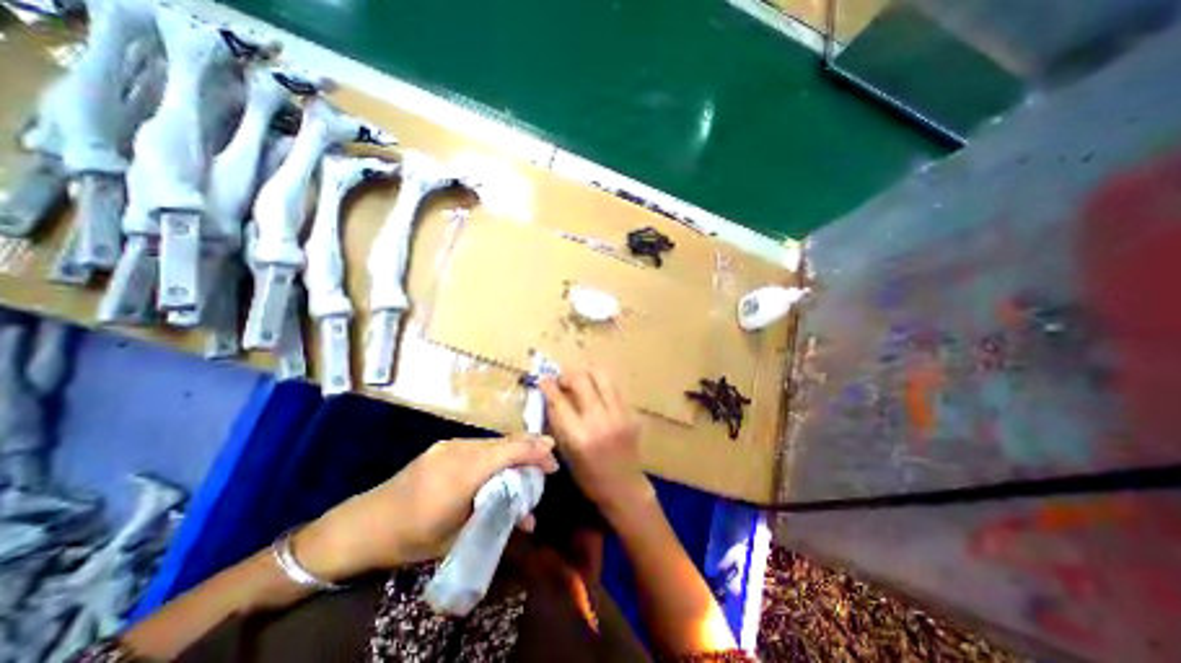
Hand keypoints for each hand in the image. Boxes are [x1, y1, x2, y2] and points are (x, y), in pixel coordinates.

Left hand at [292, 437, 556, 581]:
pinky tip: (502, 460)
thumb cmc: (410, 536)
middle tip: (549, 457)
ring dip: (514, 448)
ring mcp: (450, 445)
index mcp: (465, 470)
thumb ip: (497, 522)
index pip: (511, 451)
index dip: (536, 452)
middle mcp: (460, 449)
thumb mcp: (457, 537)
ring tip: (531, 458)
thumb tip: (531, 520)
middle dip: (531, 446)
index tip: (554, 462)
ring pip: (493, 441)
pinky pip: (479, 444)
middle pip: (505, 441)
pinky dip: (497, 450)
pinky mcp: (443, 447)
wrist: (362, 524)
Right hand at [539, 368, 648, 516]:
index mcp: (580, 436)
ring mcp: (619, 414)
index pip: (560, 401)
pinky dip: (602, 383)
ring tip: (579, 377)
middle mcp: (600, 420)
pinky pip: (614, 388)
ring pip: (602, 376)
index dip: (549, 385)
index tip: (542, 378)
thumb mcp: (566, 453)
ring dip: (587, 372)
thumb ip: (558, 423)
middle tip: (562, 379)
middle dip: (568, 374)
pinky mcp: (631, 412)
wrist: (625, 487)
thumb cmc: (589, 477)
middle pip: (582, 380)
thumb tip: (549, 398)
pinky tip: (596, 388)